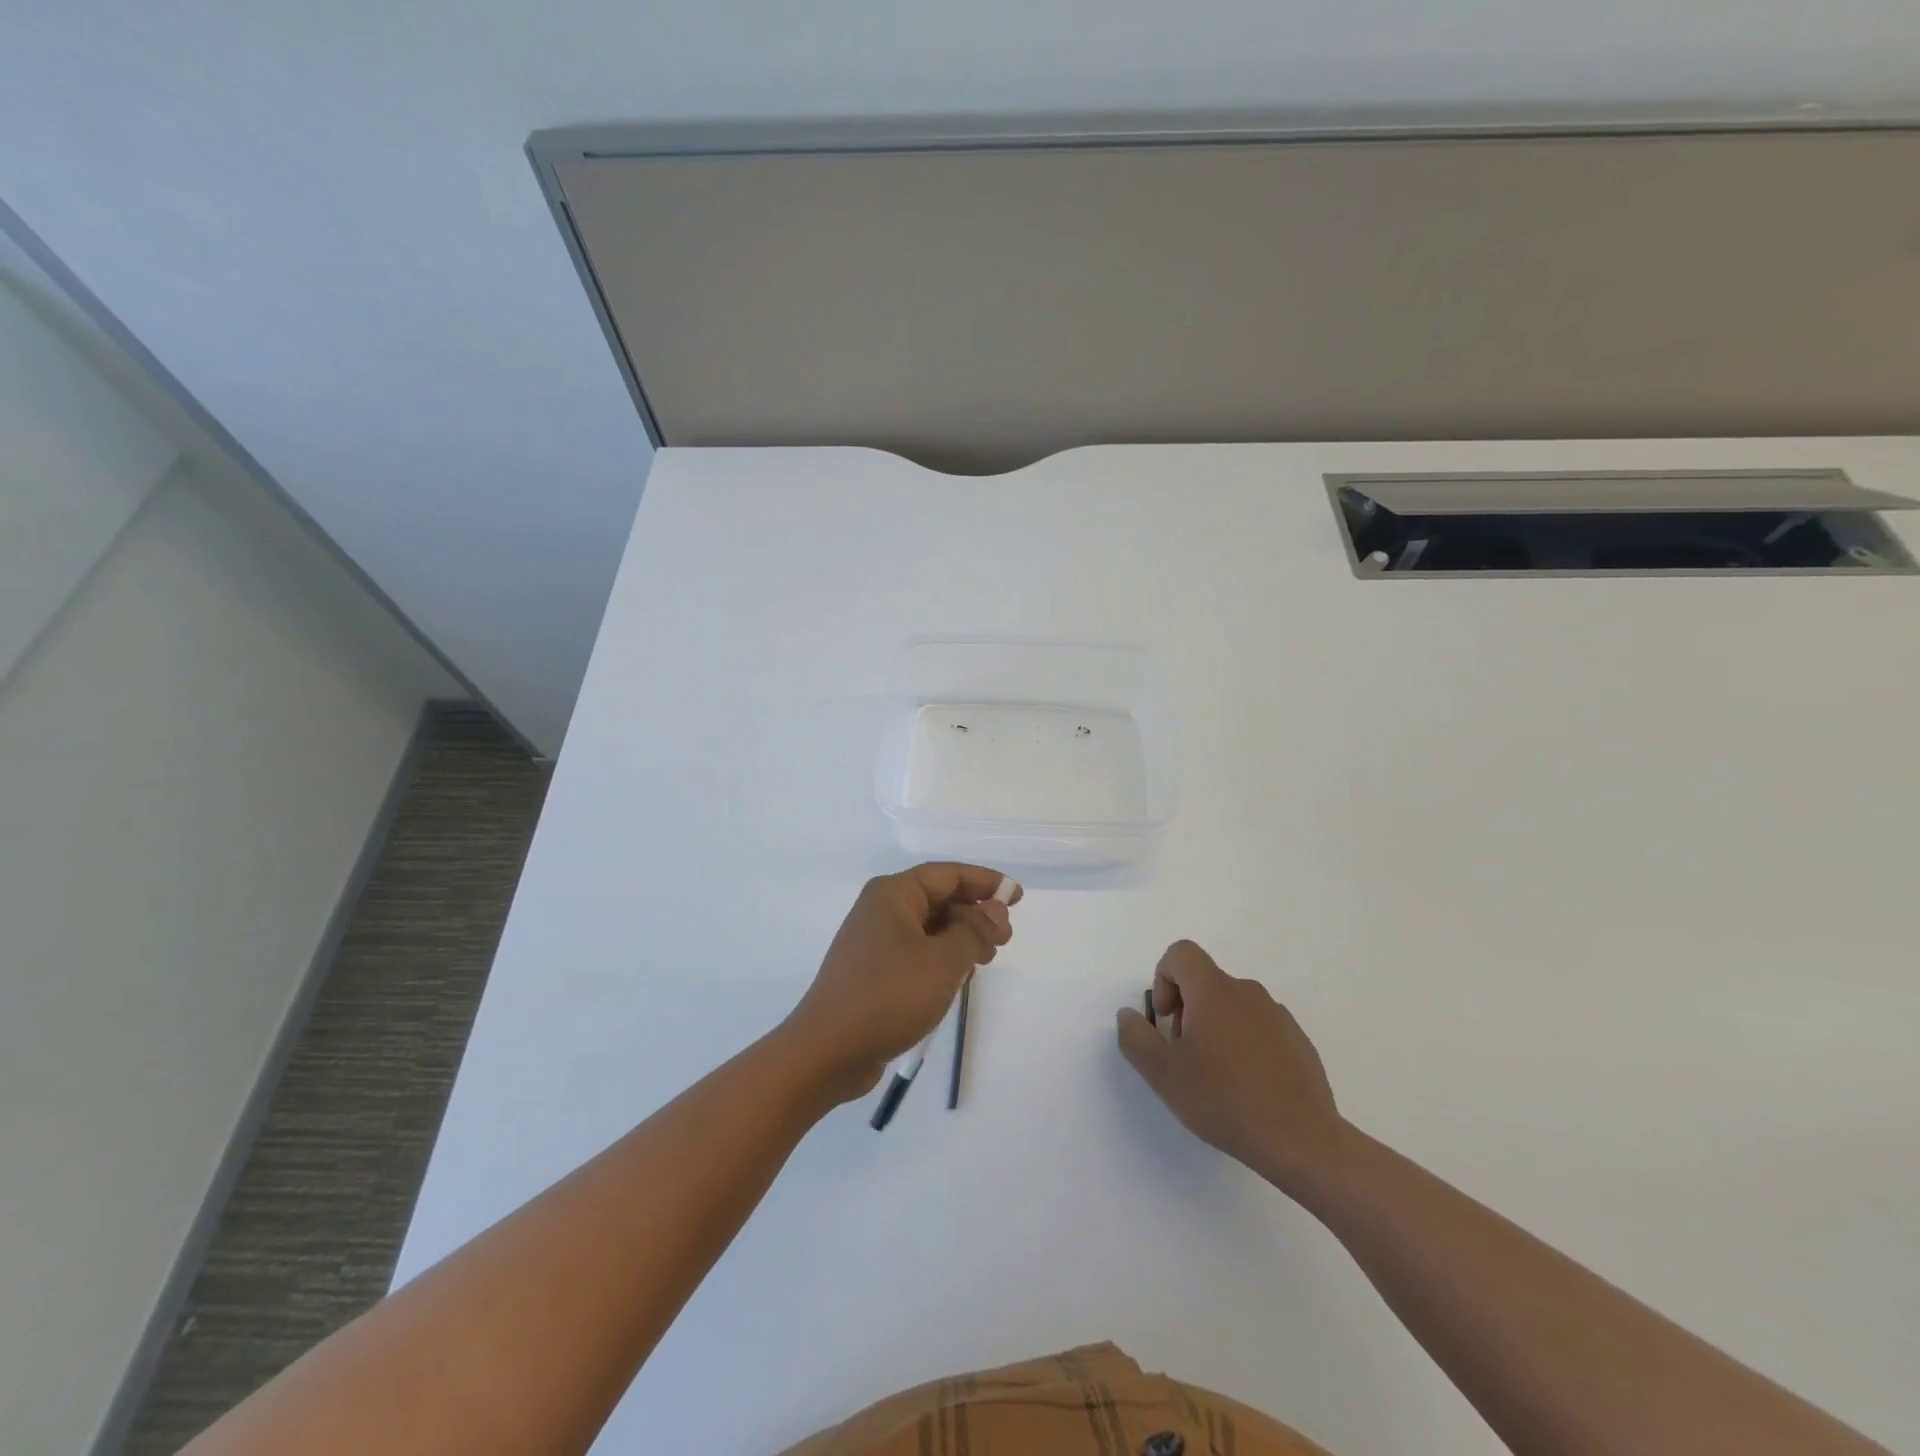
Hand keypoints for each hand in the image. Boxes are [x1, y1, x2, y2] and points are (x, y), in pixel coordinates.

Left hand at [781, 864, 1017, 1104]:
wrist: (827, 1051)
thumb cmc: (888, 997)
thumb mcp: (943, 961)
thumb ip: (974, 930)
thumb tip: (994, 908)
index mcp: (893, 894)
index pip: (948, 874)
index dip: (985, 882)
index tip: (1016, 896)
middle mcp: (881, 908)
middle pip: (938, 898)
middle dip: (975, 914)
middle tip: (1004, 941)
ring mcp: (874, 940)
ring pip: (929, 926)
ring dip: (960, 938)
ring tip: (985, 961)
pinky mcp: (872, 969)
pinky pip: (916, 950)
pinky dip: (940, 956)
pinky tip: (957, 978)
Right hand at [1116, 940, 1344, 1190]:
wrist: (1301, 1140)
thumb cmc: (1224, 1100)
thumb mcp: (1162, 1074)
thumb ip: (1136, 1037)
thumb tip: (1129, 1015)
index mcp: (1213, 991)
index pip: (1181, 953)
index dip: (1163, 978)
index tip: (1165, 1020)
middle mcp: (1247, 992)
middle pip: (1205, 981)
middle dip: (1186, 1009)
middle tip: (1184, 1055)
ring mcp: (1277, 1015)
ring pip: (1233, 1005)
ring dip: (1215, 1027)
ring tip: (1216, 1076)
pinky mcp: (1298, 1041)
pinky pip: (1259, 1027)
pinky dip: (1244, 1044)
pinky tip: (1247, 1086)